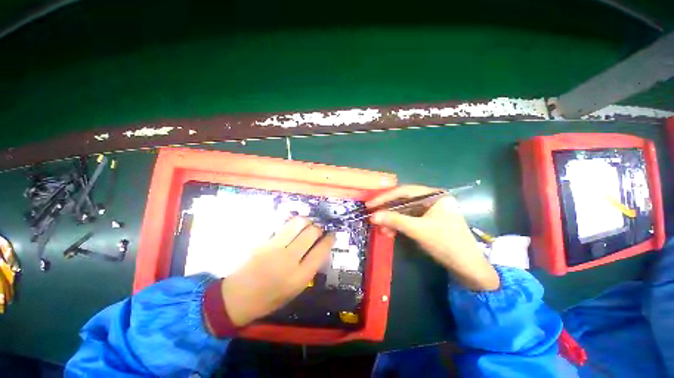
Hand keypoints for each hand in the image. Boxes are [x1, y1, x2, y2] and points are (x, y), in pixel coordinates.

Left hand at [220, 217, 334, 326]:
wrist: (236, 298)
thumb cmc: (269, 298)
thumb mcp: (295, 289)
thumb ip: (309, 268)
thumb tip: (320, 248)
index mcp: (300, 276)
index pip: (321, 250)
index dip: (330, 239)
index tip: (331, 235)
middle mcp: (289, 259)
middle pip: (311, 233)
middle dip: (319, 228)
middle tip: (318, 230)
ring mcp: (274, 247)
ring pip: (298, 223)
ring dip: (306, 221)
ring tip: (307, 224)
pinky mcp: (263, 241)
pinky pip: (282, 225)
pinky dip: (291, 223)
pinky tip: (292, 226)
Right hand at [368, 185, 498, 290]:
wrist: (468, 268)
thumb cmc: (447, 244)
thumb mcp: (419, 230)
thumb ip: (395, 220)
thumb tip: (372, 216)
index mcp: (434, 195)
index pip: (404, 191)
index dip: (385, 197)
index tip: (369, 204)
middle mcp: (431, 199)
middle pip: (403, 201)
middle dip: (387, 211)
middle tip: (372, 217)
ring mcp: (429, 211)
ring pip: (404, 211)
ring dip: (391, 220)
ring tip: (381, 230)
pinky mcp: (427, 221)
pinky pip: (408, 220)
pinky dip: (398, 226)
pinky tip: (390, 232)